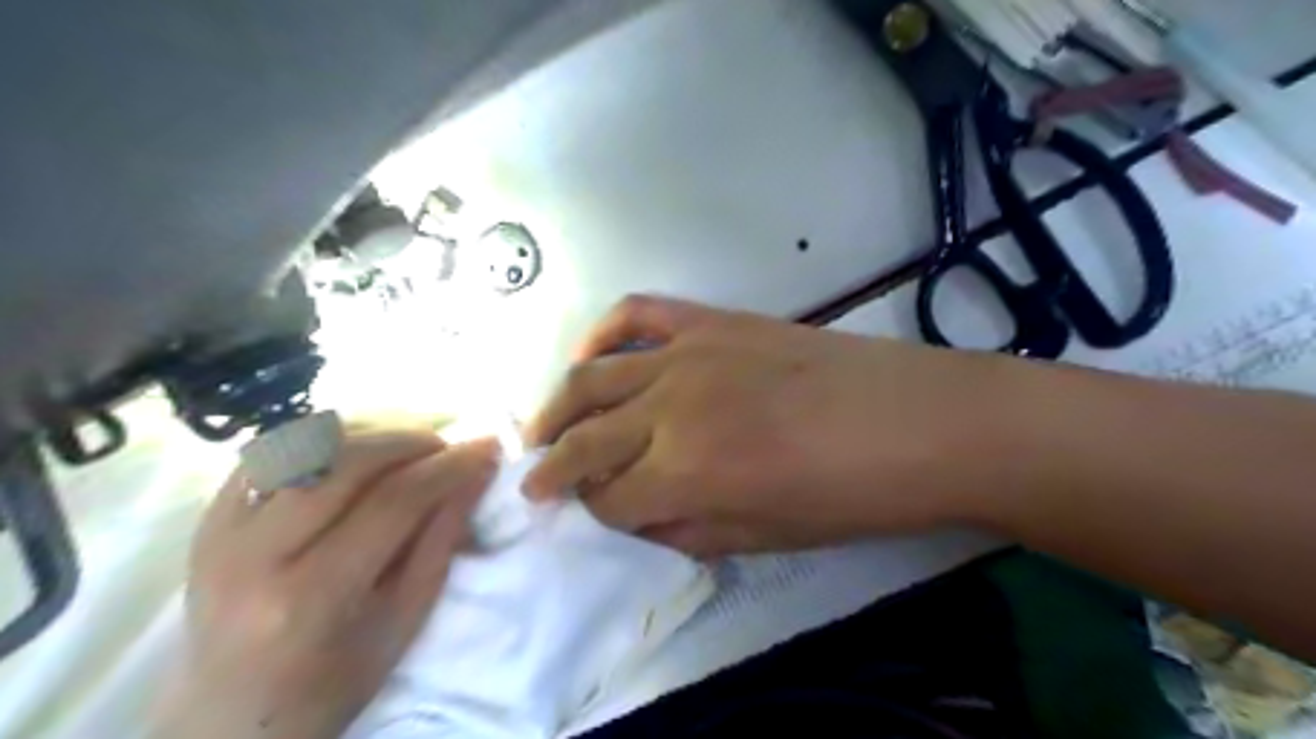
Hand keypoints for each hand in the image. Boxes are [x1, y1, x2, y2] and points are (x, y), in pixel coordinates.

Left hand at [155, 423, 503, 738]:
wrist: (229, 716)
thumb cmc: (332, 681)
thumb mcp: (405, 620)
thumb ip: (442, 539)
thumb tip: (478, 472)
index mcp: (310, 598)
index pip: (393, 502)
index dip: (449, 467)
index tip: (488, 448)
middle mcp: (255, 555)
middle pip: (348, 461)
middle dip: (413, 441)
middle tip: (448, 448)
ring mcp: (220, 532)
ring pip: (308, 443)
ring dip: (372, 433)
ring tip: (408, 448)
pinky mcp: (207, 518)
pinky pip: (274, 452)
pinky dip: (326, 441)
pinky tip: (358, 454)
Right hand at [526, 295, 1008, 554]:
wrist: (918, 422)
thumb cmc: (850, 496)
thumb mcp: (764, 538)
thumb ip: (686, 530)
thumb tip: (635, 519)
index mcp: (687, 474)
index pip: (609, 498)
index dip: (595, 513)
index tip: (591, 516)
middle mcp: (672, 409)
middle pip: (586, 438)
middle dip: (551, 466)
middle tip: (533, 480)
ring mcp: (689, 354)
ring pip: (593, 376)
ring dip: (556, 405)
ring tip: (540, 429)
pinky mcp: (713, 321)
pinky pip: (639, 313)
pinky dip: (603, 331)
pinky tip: (590, 355)